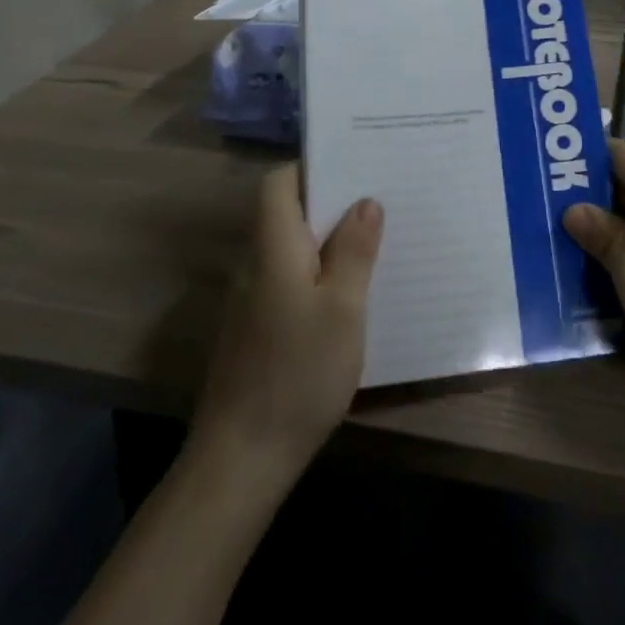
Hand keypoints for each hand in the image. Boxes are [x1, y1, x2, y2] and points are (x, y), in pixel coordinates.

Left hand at [190, 165, 382, 488]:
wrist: (241, 458)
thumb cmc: (297, 373)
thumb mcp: (342, 309)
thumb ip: (354, 251)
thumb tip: (366, 201)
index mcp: (273, 247)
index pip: (278, 183)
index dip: (312, 168)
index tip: (355, 166)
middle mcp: (256, 263)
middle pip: (287, 211)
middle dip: (332, 201)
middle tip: (382, 198)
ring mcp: (252, 298)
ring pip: (291, 247)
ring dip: (329, 238)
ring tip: (378, 238)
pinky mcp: (256, 327)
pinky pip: (290, 278)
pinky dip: (319, 271)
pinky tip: (353, 292)